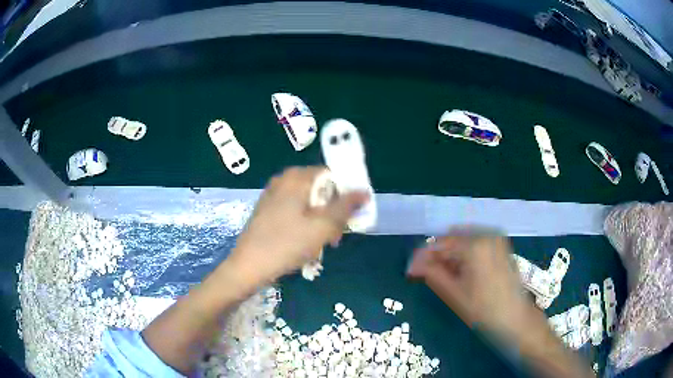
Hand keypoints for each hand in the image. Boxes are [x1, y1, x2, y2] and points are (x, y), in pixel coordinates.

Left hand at [230, 166, 368, 285]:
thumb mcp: (323, 226)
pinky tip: (304, 243)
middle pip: (320, 189)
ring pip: (308, 202)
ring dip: (320, 221)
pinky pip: (294, 210)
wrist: (249, 266)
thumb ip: (346, 206)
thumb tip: (365, 191)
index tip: (350, 216)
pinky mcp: (267, 210)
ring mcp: (273, 195)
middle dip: (333, 211)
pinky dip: (305, 223)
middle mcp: (283, 180)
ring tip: (322, 244)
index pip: (332, 174)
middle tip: (336, 235)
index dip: (346, 193)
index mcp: (297, 177)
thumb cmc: (287, 244)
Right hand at [407, 228, 530, 338]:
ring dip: (450, 255)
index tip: (411, 271)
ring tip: (443, 276)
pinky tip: (461, 272)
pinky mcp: (502, 246)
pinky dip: (464, 255)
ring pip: (464, 240)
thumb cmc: (484, 310)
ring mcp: (496, 239)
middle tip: (426, 275)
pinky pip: (476, 244)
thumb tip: (413, 265)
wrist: (516, 319)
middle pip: (452, 239)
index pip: (440, 244)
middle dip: (437, 255)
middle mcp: (487, 235)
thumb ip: (432, 274)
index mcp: (475, 245)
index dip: (423, 257)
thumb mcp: (454, 294)